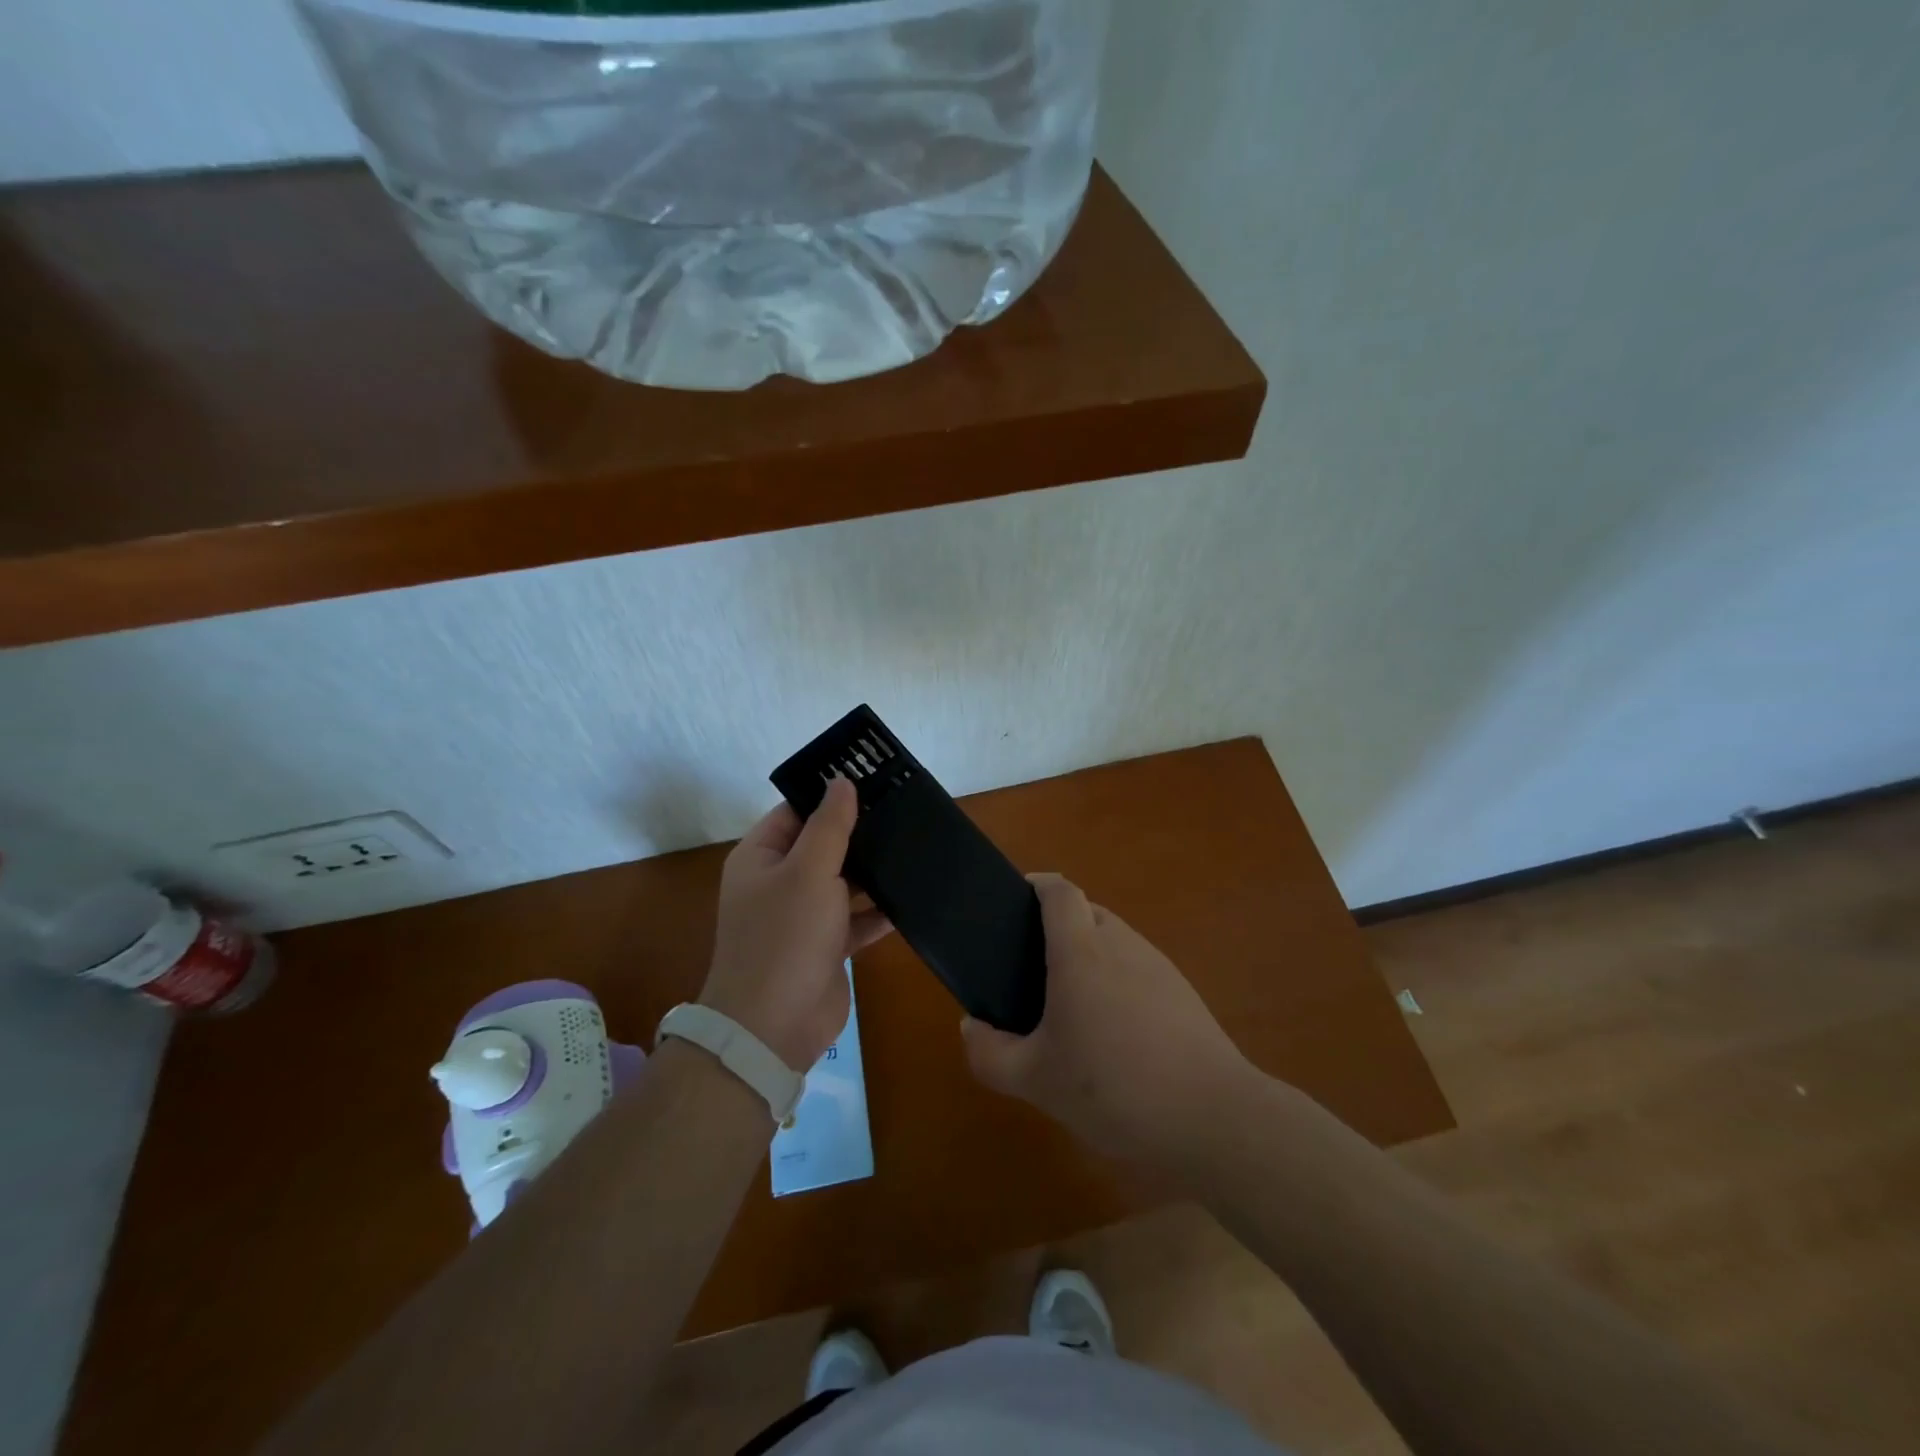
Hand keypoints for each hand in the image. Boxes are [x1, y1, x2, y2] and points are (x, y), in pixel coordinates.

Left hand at [701, 777, 891, 1071]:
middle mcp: (779, 882)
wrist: (774, 1027)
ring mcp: (803, 916)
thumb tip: (841, 781)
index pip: (796, 811)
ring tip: (916, 846)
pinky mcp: (826, 946)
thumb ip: (829, 825)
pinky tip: (912, 897)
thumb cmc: (785, 936)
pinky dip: (878, 911)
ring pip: (843, 882)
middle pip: (823, 845)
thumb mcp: (808, 870)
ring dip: (873, 871)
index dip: (830, 795)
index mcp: (761, 856)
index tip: (874, 780)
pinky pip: (856, 919)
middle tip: (905, 811)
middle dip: (859, 832)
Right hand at [960, 873, 1253, 1167]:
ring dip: (1088, 960)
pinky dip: (1116, 984)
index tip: (1013, 904)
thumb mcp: (1036, 1081)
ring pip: (1113, 942)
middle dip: (1056, 931)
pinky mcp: (1182, 992)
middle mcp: (1121, 943)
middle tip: (1031, 975)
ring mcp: (1158, 965)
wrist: (1213, 1117)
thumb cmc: (1114, 1088)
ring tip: (1070, 1011)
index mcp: (1081, 951)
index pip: (1060, 891)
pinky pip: (1137, 970)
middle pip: (1085, 914)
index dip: (1036, 886)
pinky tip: (1114, 1037)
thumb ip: (990, 1053)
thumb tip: (971, 1026)